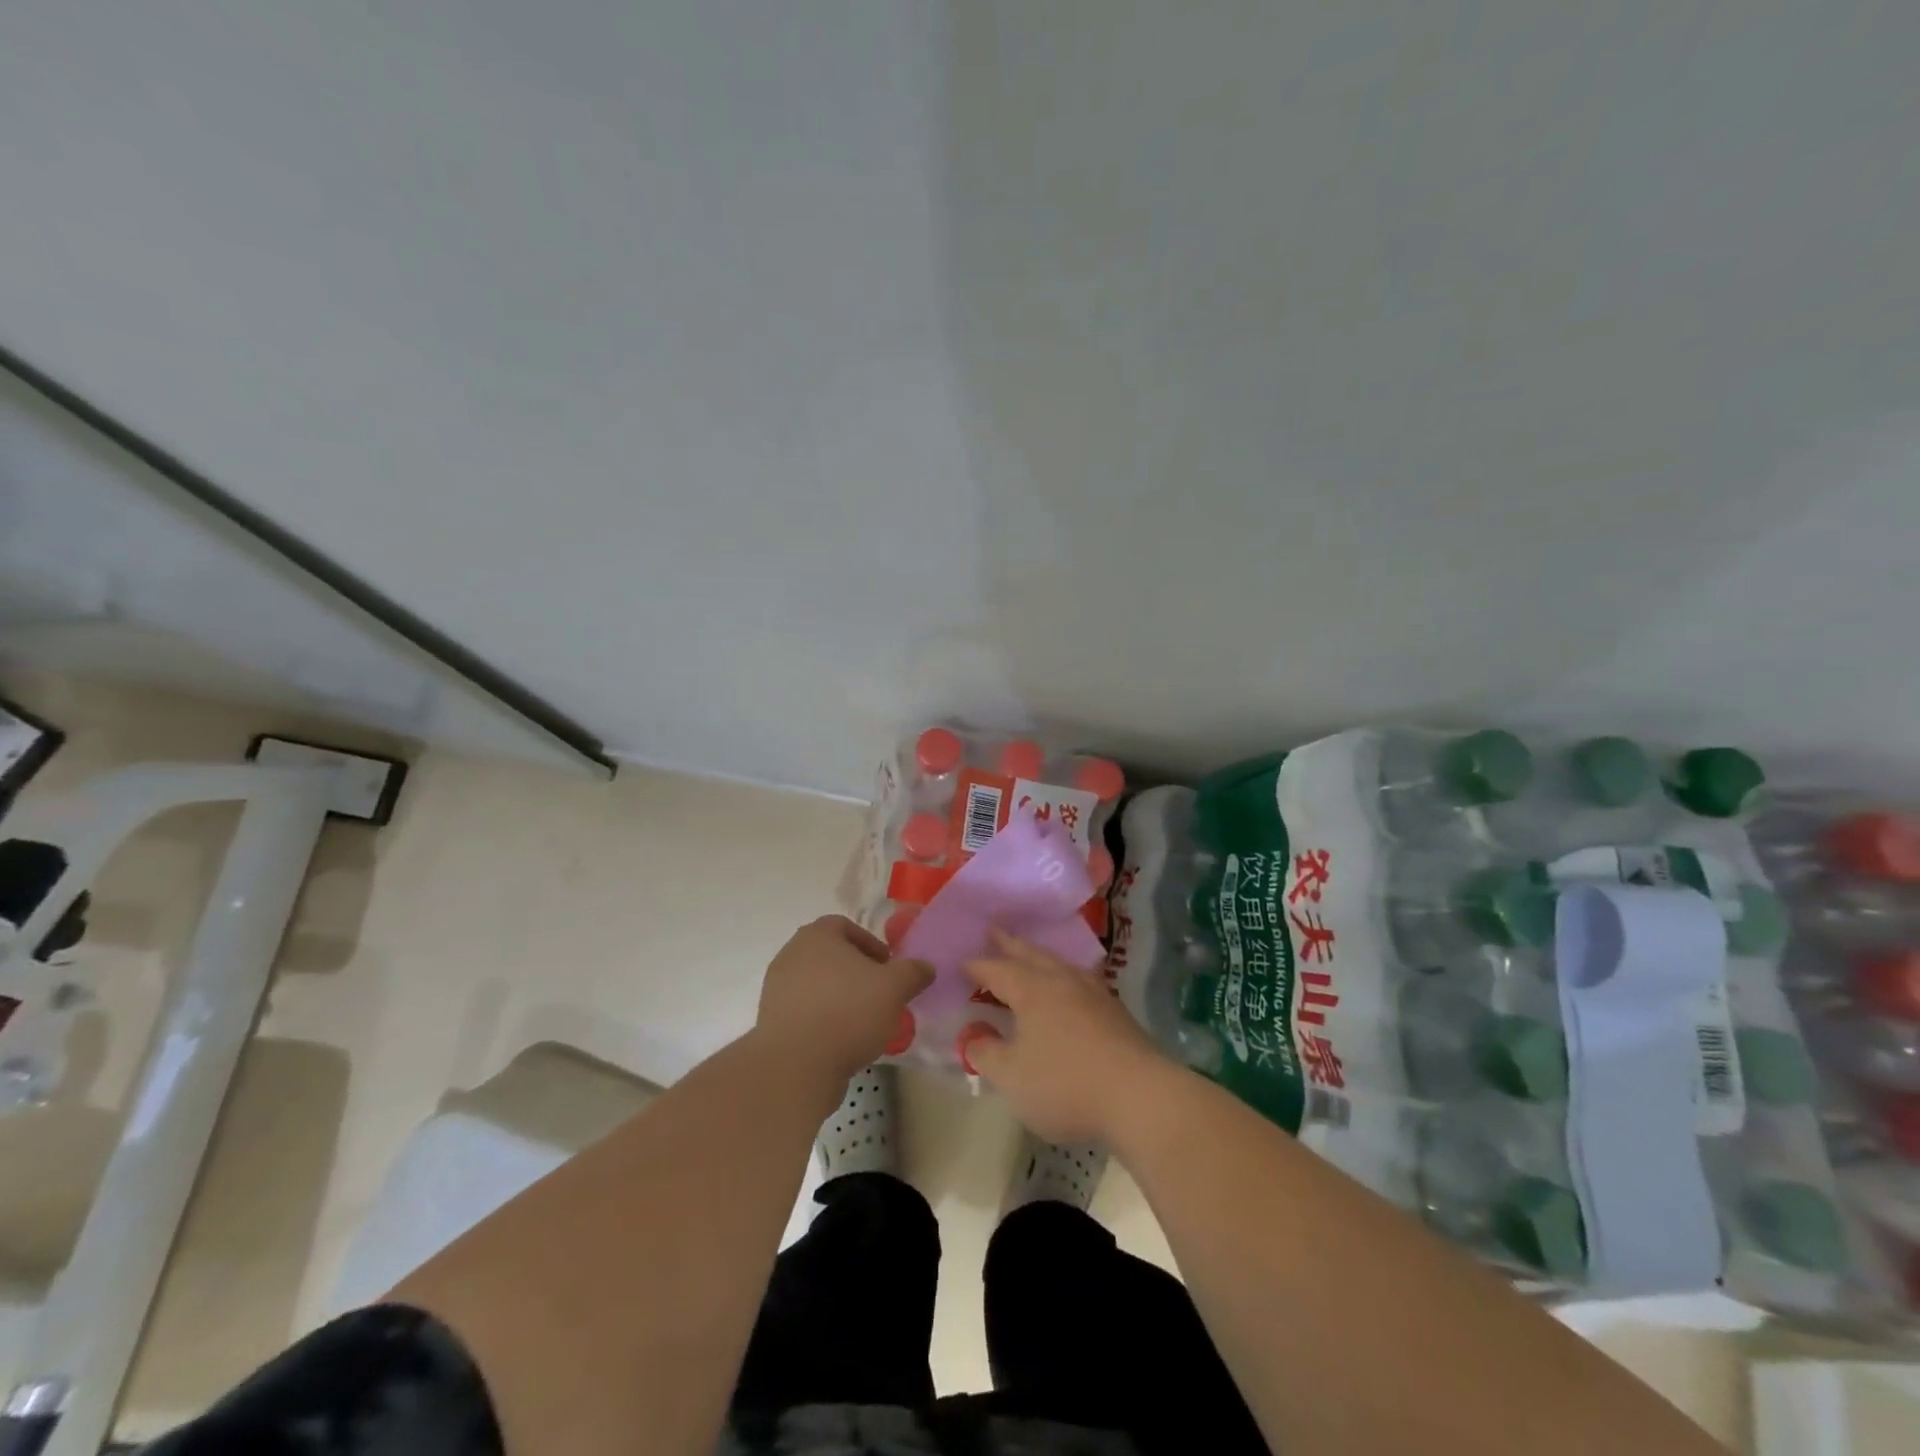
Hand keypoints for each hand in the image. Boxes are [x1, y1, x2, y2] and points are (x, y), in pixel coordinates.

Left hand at [755, 916, 932, 1085]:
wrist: (796, 1066)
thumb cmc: (848, 1012)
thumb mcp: (894, 988)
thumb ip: (913, 972)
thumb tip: (926, 967)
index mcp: (817, 935)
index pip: (845, 926)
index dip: (870, 943)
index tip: (887, 967)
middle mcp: (791, 954)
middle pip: (830, 955)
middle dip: (856, 972)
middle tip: (879, 993)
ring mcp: (776, 988)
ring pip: (817, 984)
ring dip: (840, 996)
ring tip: (863, 1021)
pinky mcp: (771, 1020)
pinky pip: (804, 1010)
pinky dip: (823, 1018)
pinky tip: (841, 1040)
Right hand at [961, 930, 1172, 1143]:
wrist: (1140, 1096)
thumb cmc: (1065, 1084)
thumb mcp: (1011, 1076)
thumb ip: (985, 1053)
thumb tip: (972, 1036)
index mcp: (1032, 989)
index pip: (996, 969)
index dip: (976, 967)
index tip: (961, 963)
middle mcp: (1062, 980)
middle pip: (1030, 955)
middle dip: (1009, 945)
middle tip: (993, 931)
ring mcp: (1093, 993)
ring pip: (1058, 964)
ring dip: (1038, 957)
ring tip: (1029, 954)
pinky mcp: (1115, 1012)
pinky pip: (1079, 980)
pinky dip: (1062, 976)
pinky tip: (1067, 987)